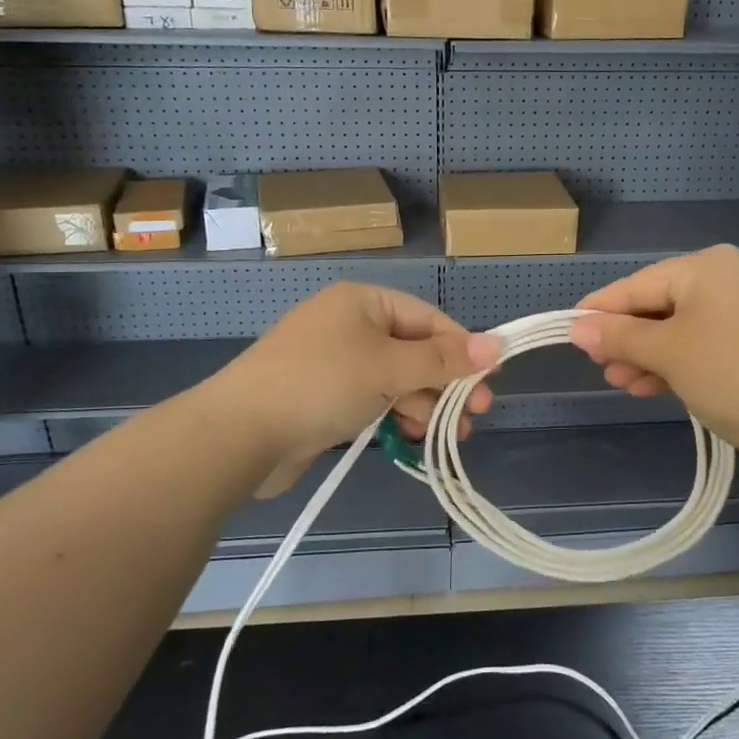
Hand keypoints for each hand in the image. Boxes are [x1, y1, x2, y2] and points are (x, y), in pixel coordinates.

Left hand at [221, 283, 500, 495]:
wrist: (240, 434)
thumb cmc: (322, 383)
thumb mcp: (389, 367)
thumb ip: (444, 359)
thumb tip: (498, 344)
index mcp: (364, 302)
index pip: (428, 318)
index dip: (462, 348)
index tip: (491, 380)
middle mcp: (351, 325)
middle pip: (415, 350)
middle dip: (446, 383)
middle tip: (476, 413)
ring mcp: (337, 363)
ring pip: (397, 379)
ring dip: (426, 404)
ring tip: (451, 434)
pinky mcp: (327, 398)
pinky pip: (375, 400)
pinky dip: (397, 415)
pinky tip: (415, 437)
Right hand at [568, 246, 738, 481]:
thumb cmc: (733, 373)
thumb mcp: (668, 351)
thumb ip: (619, 336)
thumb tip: (577, 327)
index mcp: (708, 267)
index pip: (638, 284)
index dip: (601, 310)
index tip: (569, 330)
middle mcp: (728, 281)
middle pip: (659, 306)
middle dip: (627, 339)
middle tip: (601, 368)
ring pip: (679, 331)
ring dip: (648, 357)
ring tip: (621, 384)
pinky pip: (703, 349)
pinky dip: (676, 366)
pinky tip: (651, 388)